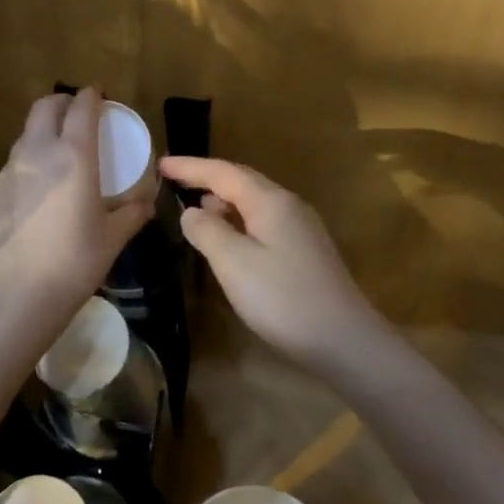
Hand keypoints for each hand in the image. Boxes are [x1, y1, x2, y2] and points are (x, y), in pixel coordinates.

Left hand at [0, 90, 153, 332]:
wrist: (16, 295)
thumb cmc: (74, 262)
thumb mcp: (112, 238)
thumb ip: (131, 214)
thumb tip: (146, 204)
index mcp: (74, 156)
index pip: (81, 109)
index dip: (91, 97)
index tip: (98, 96)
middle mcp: (38, 153)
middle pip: (44, 108)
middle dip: (61, 102)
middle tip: (76, 113)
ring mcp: (9, 172)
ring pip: (25, 135)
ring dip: (43, 132)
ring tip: (58, 152)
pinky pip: (13, 166)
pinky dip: (28, 163)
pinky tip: (37, 191)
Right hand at [158, 156, 390, 369]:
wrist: (344, 340)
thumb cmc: (283, 299)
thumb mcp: (234, 263)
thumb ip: (207, 231)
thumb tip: (192, 211)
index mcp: (270, 201)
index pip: (222, 172)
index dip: (190, 166)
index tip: (159, 163)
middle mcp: (288, 205)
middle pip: (241, 181)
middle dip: (206, 178)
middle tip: (173, 180)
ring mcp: (301, 228)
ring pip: (254, 202)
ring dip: (223, 200)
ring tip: (195, 208)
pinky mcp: (305, 251)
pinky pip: (263, 222)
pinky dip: (238, 221)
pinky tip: (228, 239)